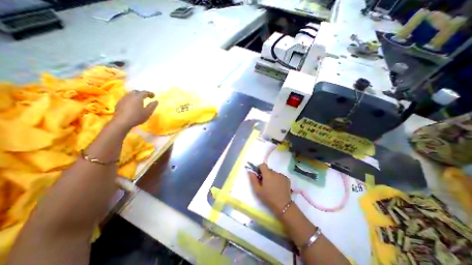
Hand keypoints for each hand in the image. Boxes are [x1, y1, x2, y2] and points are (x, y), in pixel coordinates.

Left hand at [112, 90, 157, 129]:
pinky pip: (126, 98)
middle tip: (146, 97)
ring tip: (139, 100)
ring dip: (136, 96)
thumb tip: (156, 101)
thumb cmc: (137, 116)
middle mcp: (130, 96)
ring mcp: (123, 99)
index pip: (144, 92)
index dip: (150, 93)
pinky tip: (132, 105)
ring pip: (130, 94)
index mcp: (138, 97)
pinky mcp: (119, 103)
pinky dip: (131, 99)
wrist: (122, 122)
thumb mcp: (148, 112)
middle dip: (142, 93)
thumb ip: (153, 106)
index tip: (154, 96)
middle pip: (136, 91)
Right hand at [247, 164, 290, 217]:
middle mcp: (275, 172)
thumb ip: (253, 179)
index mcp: (267, 174)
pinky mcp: (287, 179)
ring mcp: (282, 175)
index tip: (259, 175)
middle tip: (265, 183)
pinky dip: (278, 179)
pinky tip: (278, 187)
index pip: (262, 165)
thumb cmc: (268, 198)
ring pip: (274, 173)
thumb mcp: (257, 190)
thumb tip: (250, 171)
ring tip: (272, 187)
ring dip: (272, 177)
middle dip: (265, 174)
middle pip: (268, 170)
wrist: (283, 205)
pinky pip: (280, 176)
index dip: (259, 168)